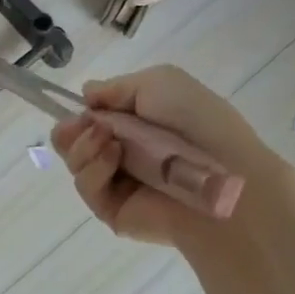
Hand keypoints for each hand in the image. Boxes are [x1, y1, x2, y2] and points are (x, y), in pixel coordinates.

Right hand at [51, 66, 284, 248]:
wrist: (225, 176)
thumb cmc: (198, 123)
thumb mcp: (160, 82)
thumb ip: (117, 87)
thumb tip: (86, 95)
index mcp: (139, 126)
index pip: (94, 120)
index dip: (81, 112)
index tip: (80, 108)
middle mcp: (126, 155)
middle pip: (75, 143)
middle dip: (70, 130)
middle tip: (79, 126)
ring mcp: (118, 184)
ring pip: (76, 163)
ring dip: (83, 146)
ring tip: (106, 140)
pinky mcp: (112, 211)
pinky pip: (87, 187)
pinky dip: (92, 168)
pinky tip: (112, 158)